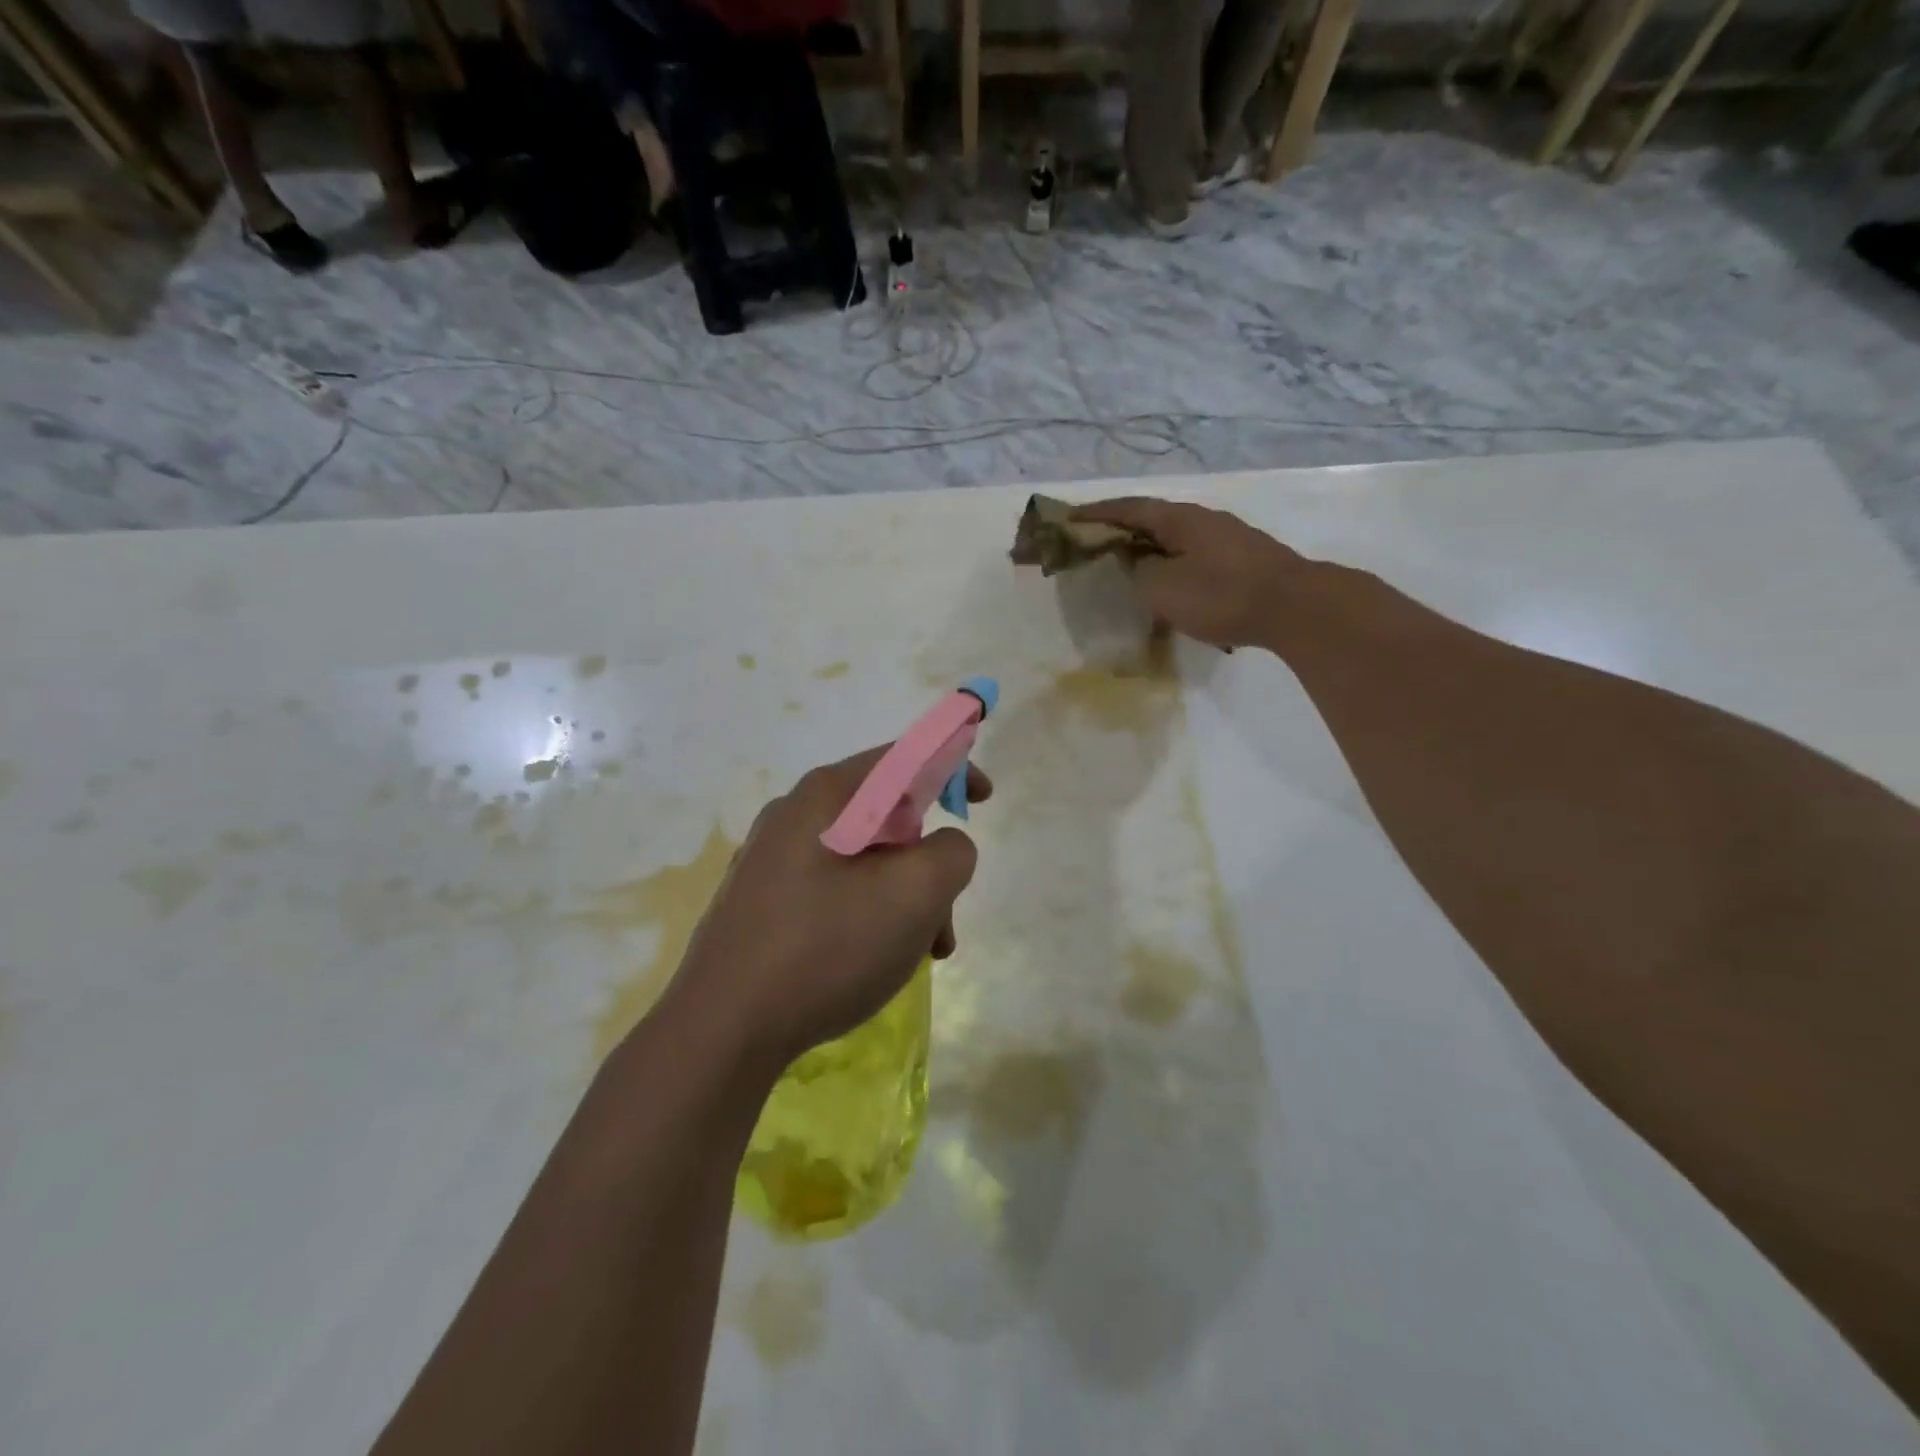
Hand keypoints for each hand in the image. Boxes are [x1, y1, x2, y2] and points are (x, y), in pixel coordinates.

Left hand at [663, 748, 989, 1074]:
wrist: (721, 1030)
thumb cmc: (827, 948)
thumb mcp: (915, 894)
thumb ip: (951, 853)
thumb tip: (943, 847)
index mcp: (827, 796)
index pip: (902, 758)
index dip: (952, 768)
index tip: (983, 800)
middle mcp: (793, 815)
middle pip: (886, 817)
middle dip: (928, 861)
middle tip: (945, 916)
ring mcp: (770, 859)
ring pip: (862, 860)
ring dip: (903, 898)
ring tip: (920, 954)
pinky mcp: (759, 901)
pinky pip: (832, 889)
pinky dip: (868, 914)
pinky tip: (873, 963)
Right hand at [1076, 498, 1306, 650]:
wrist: (1293, 607)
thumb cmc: (1220, 594)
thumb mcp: (1161, 587)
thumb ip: (1138, 572)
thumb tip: (1139, 565)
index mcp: (1179, 519)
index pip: (1129, 508)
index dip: (1097, 512)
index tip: (1070, 517)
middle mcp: (1203, 520)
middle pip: (1153, 520)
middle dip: (1123, 531)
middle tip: (1097, 545)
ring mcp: (1228, 538)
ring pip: (1177, 540)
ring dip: (1151, 551)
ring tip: (1131, 569)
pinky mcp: (1244, 560)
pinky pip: (1195, 557)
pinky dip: (1173, 566)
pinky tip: (1172, 587)